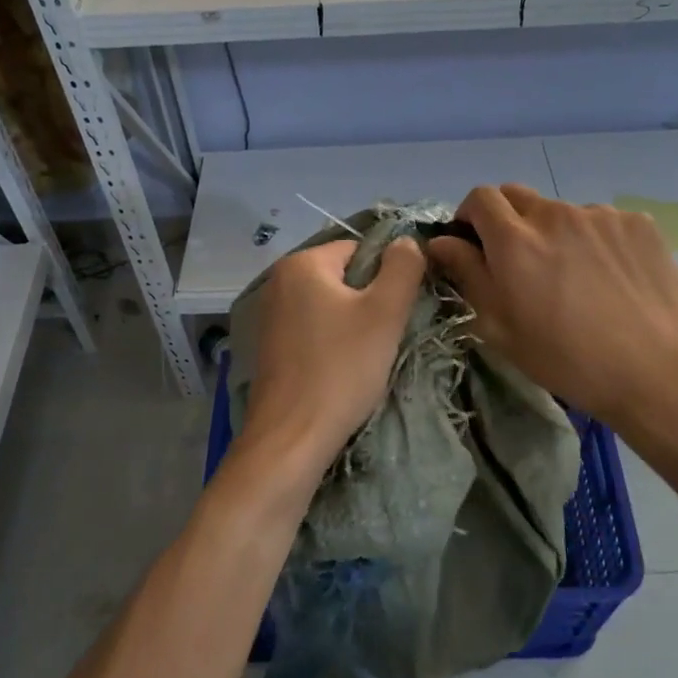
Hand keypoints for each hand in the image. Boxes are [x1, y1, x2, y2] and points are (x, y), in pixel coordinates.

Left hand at [238, 237, 425, 483]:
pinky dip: (332, 343)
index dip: (386, 276)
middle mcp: (279, 281)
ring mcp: (271, 315)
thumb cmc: (341, 368)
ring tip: (365, 356)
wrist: (292, 436)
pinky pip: (313, 329)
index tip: (397, 311)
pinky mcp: (271, 346)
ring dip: (353, 325)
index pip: (359, 249)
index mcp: (302, 263)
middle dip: (369, 301)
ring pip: (330, 306)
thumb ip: (402, 268)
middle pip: (343, 277)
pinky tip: (342, 369)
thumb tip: (406, 241)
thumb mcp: (384, 313)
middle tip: (384, 336)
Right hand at [427, 184, 677, 436]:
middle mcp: (555, 214)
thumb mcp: (499, 327)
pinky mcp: (639, 223)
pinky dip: (596, 241)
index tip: (475, 241)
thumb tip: (440, 242)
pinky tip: (611, 277)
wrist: (654, 373)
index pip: (480, 197)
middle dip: (508, 220)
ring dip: (556, 233)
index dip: (471, 215)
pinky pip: (603, 222)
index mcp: (515, 240)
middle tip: (521, 261)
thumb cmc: (564, 359)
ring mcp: (601, 215)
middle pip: (518, 196)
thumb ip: (467, 274)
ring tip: (576, 276)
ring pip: (563, 212)